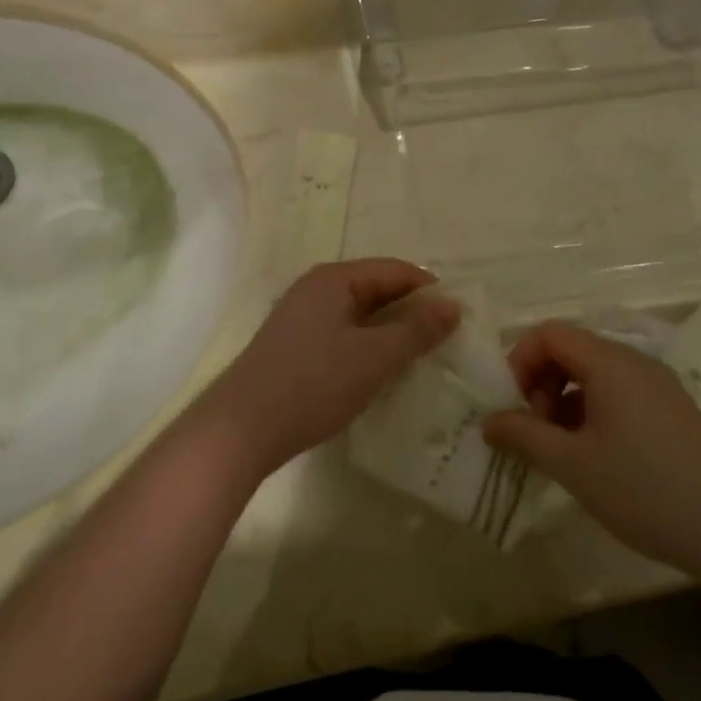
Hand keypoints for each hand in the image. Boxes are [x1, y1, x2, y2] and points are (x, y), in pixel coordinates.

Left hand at [195, 259, 458, 480]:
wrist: (241, 429)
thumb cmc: (313, 384)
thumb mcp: (374, 357)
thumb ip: (417, 329)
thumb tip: (453, 304)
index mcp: (335, 278)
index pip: (396, 270)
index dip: (430, 292)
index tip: (459, 323)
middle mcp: (316, 288)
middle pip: (377, 289)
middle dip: (411, 314)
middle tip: (444, 346)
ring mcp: (301, 316)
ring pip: (360, 315)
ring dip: (390, 333)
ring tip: (418, 363)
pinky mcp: (293, 345)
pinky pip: (342, 333)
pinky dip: (366, 347)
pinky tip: (378, 374)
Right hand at [482, 323, 700, 576]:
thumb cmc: (644, 491)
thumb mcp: (572, 465)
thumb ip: (524, 435)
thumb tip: (488, 422)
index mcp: (610, 363)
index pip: (549, 333)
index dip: (520, 361)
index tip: (513, 405)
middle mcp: (635, 362)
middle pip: (571, 349)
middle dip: (541, 381)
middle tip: (536, 428)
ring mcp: (658, 386)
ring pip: (594, 373)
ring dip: (565, 399)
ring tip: (561, 447)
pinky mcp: (672, 411)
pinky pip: (619, 392)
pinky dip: (592, 410)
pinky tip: (594, 455)